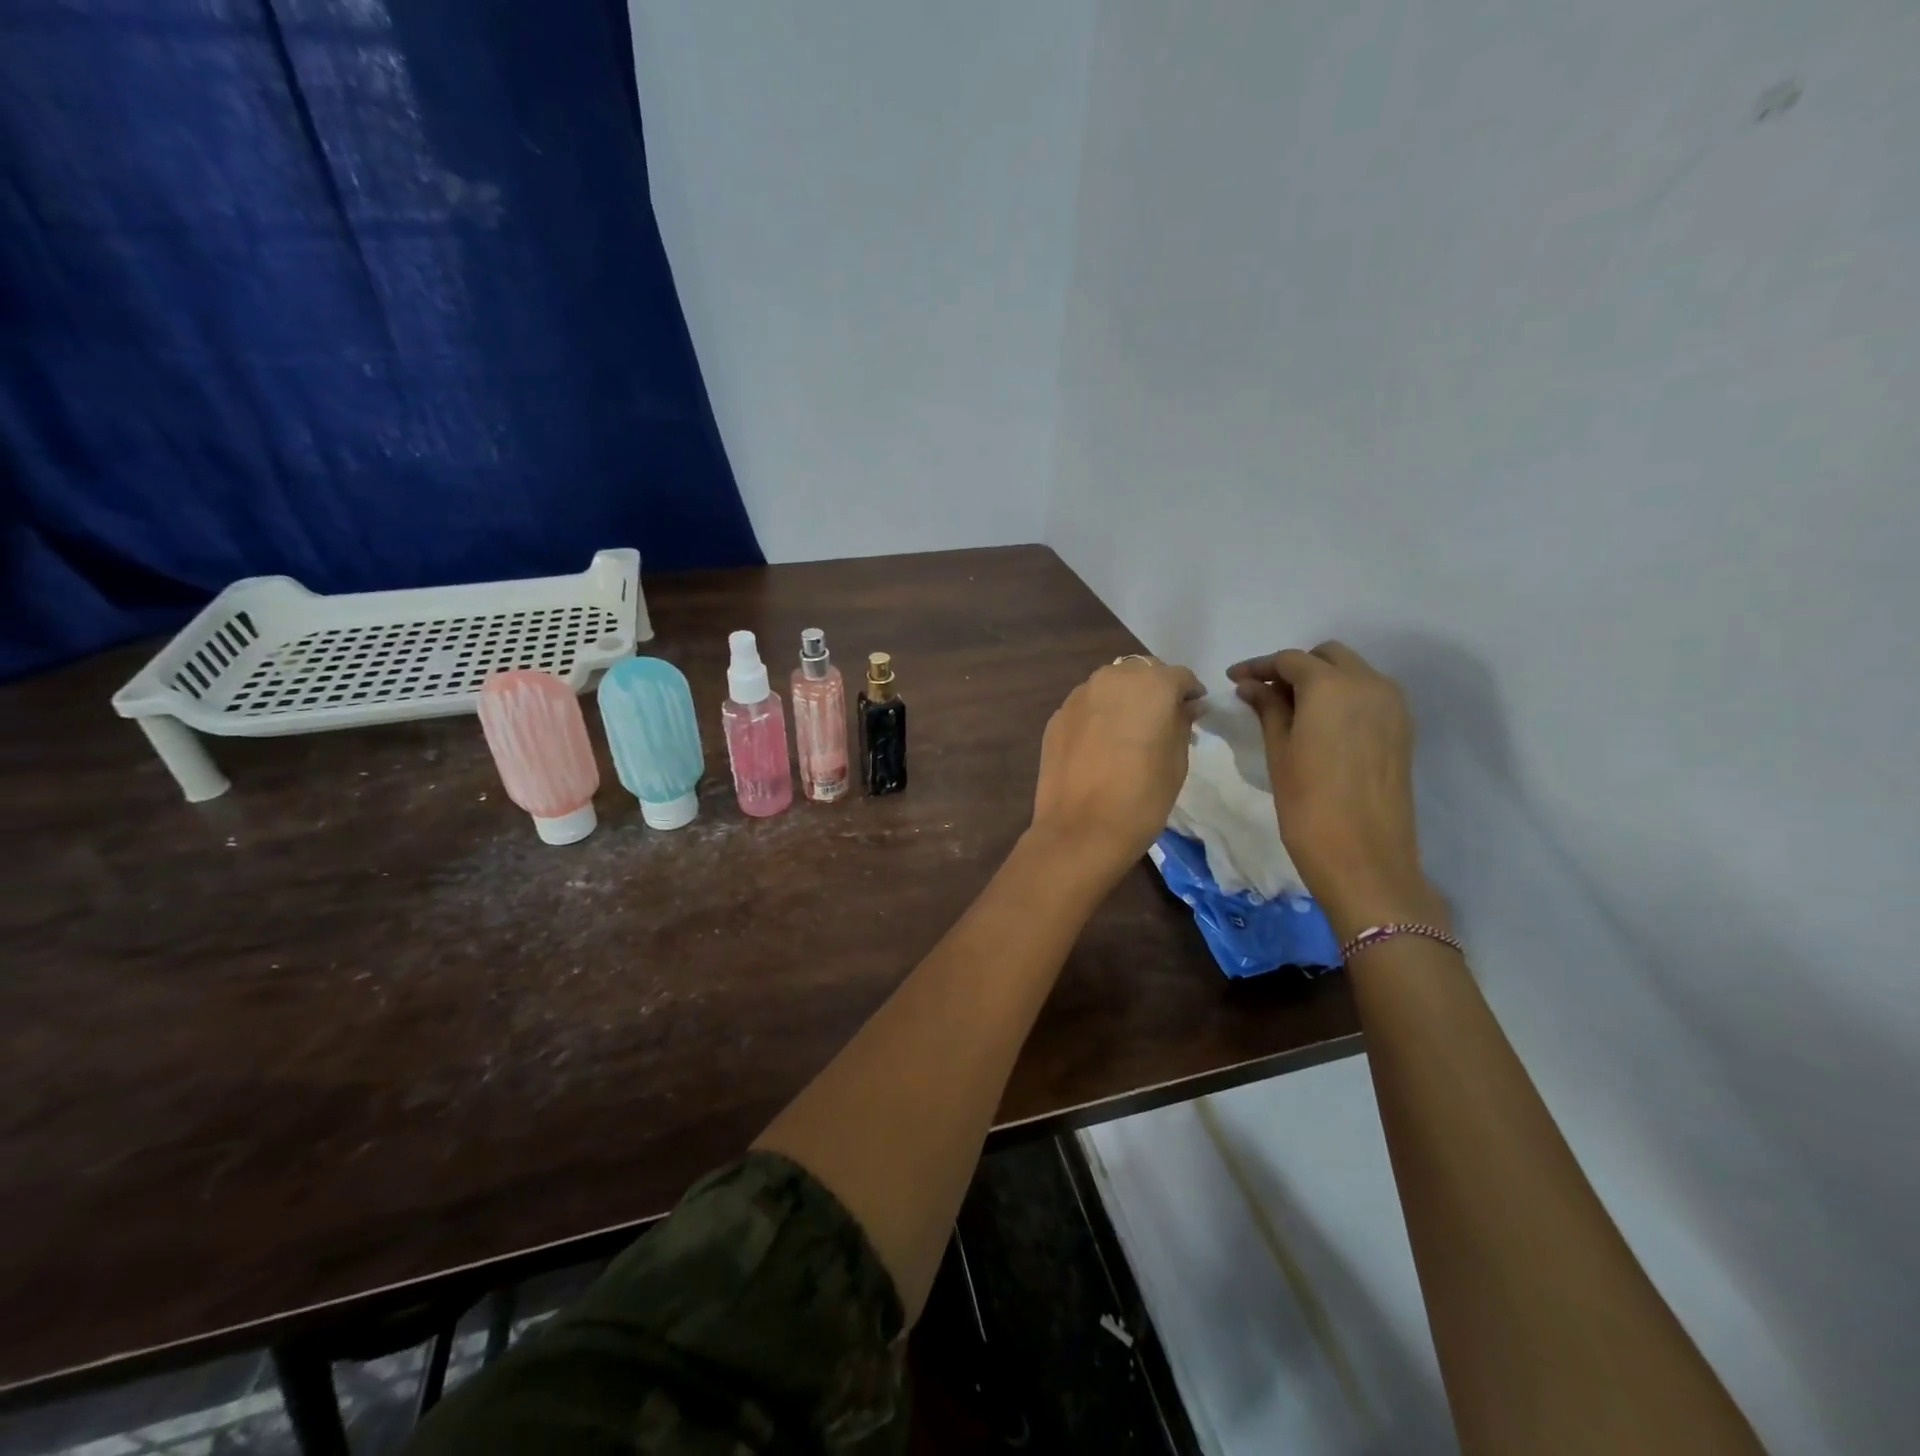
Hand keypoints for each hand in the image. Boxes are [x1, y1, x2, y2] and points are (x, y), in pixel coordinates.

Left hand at [1030, 656, 1203, 883]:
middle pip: (1140, 673)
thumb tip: (1185, 707)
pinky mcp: (1056, 717)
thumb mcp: (1177, 761)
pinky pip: (1085, 706)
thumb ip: (1182, 723)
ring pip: (1109, 686)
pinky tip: (1100, 745)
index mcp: (1150, 684)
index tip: (1194, 714)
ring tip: (1128, 732)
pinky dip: (1097, 716)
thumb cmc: (1142, 797)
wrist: (1080, 830)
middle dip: (1153, 690)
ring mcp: (1078, 696)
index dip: (1189, 694)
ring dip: (1122, 699)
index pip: (1179, 676)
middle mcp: (1111, 679)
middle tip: (1161, 721)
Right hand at [1227, 642, 1441, 934]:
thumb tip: (1250, 686)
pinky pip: (1368, 695)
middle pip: (1327, 656)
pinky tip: (1318, 724)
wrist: (1364, 857)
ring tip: (1288, 710)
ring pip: (1351, 672)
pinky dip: (1341, 697)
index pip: (1290, 660)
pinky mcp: (1402, 728)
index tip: (1233, 680)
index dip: (1258, 666)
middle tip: (1262, 694)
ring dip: (1320, 681)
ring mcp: (1392, 706)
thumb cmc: (1308, 804)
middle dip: (1293, 667)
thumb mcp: (1279, 751)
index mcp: (1332, 686)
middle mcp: (1369, 684)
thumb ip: (1267, 709)